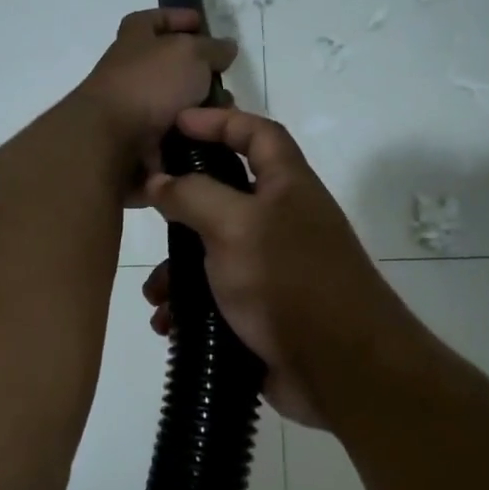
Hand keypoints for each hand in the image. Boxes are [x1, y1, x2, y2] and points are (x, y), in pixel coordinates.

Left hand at [74, 10, 237, 193]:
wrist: (112, 141)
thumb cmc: (150, 84)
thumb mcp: (190, 53)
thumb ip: (212, 48)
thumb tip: (226, 48)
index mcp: (134, 39)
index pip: (154, 20)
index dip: (176, 18)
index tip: (201, 24)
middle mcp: (130, 71)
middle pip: (169, 66)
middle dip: (200, 73)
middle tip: (226, 80)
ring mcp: (133, 108)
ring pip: (176, 104)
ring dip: (202, 108)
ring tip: (226, 114)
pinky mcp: (139, 141)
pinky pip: (174, 134)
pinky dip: (193, 135)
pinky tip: (214, 137)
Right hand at [141, 107, 405, 428]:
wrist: (339, 369)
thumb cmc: (289, 281)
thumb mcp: (235, 226)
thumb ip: (193, 196)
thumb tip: (160, 181)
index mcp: (287, 187)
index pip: (258, 133)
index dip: (220, 120)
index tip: (176, 123)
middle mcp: (283, 222)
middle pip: (227, 196)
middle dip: (184, 207)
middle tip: (148, 215)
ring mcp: (273, 269)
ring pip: (214, 254)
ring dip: (179, 271)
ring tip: (153, 295)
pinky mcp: (263, 312)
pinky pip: (217, 298)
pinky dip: (190, 309)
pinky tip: (168, 326)